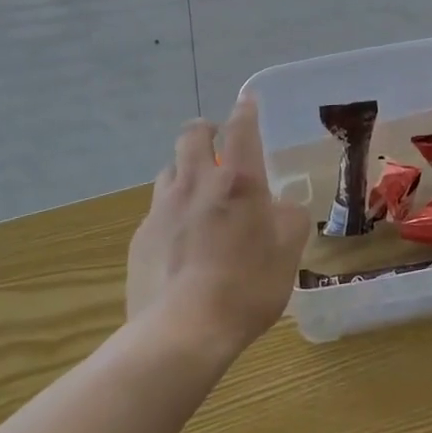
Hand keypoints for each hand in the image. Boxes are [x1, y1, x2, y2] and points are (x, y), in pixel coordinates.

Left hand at [127, 97, 311, 357]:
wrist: (183, 331)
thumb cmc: (247, 286)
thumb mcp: (288, 252)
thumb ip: (290, 219)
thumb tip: (283, 206)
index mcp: (238, 180)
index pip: (241, 128)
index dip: (246, 111)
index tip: (247, 101)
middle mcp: (196, 182)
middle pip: (193, 134)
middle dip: (205, 131)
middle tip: (217, 144)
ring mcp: (163, 207)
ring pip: (170, 169)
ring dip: (184, 170)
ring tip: (197, 191)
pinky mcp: (141, 236)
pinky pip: (157, 209)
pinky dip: (170, 211)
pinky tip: (179, 237)